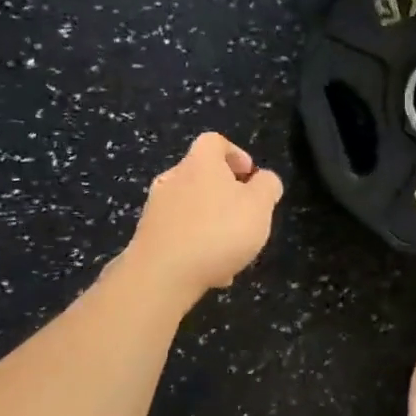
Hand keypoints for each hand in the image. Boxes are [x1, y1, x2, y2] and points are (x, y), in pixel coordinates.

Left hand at [125, 133, 282, 299]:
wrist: (162, 274)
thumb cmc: (218, 231)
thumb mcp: (259, 206)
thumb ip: (267, 186)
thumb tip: (264, 179)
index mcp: (200, 163)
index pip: (214, 141)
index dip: (236, 154)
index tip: (250, 176)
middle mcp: (173, 178)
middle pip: (201, 175)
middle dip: (225, 194)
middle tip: (245, 216)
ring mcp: (156, 208)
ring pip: (191, 208)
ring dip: (212, 223)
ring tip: (232, 252)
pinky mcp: (147, 236)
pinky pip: (179, 234)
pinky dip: (197, 246)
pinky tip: (213, 272)